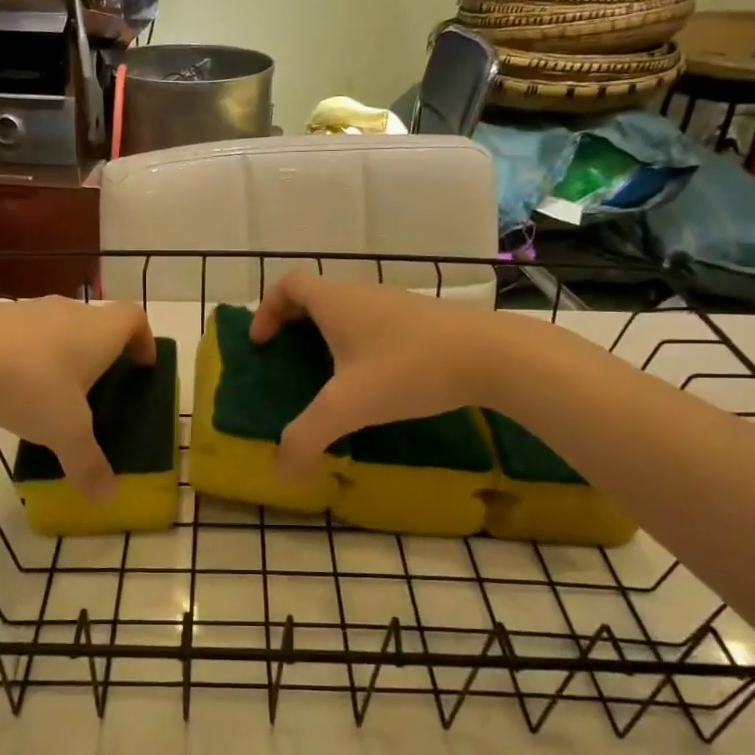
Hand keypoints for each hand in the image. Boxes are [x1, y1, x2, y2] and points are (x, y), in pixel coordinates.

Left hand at [0, 298, 155, 499]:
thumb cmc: (31, 385)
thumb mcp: (65, 432)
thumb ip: (88, 464)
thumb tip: (107, 498)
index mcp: (99, 331)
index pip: (135, 318)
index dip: (144, 339)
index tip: (143, 364)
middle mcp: (69, 311)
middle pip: (96, 322)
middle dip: (102, 351)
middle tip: (98, 386)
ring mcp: (28, 309)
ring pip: (58, 327)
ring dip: (62, 352)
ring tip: (53, 390)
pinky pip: (23, 333)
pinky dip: (27, 353)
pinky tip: (11, 385)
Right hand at [251, 273, 502, 478]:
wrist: (492, 355)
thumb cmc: (408, 369)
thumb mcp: (349, 407)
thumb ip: (307, 437)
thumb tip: (281, 470)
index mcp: (336, 302)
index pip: (289, 284)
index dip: (267, 309)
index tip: (262, 343)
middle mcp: (363, 293)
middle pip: (316, 296)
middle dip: (294, 324)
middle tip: (288, 359)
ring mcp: (396, 303)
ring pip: (348, 310)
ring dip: (329, 334)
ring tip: (329, 375)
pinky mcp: (423, 319)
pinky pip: (375, 323)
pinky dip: (360, 343)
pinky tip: (375, 380)